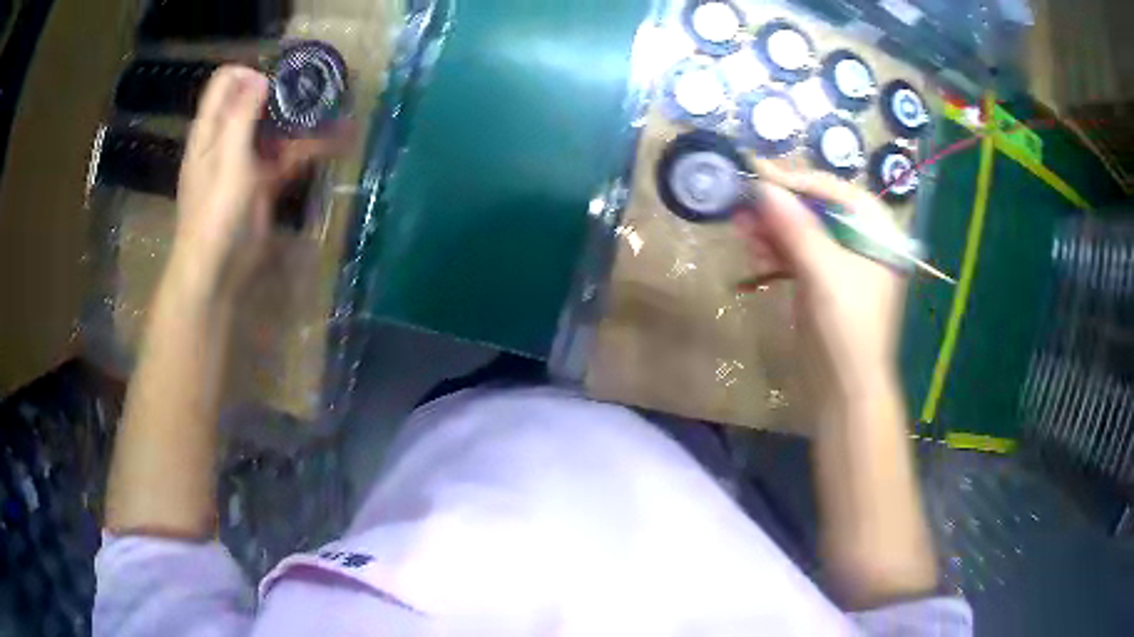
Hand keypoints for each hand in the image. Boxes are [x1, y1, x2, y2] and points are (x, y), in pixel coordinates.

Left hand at [171, 65, 338, 298]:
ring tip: (338, 107)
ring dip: (303, 118)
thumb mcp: (227, 157)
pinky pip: (288, 156)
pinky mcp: (264, 181)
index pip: (226, 83)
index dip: (250, 73)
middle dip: (283, 90)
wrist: (218, 269)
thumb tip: (260, 77)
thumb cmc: (215, 211)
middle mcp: (227, 138)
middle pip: (254, 101)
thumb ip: (241, 114)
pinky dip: (312, 148)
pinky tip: (339, 141)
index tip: (277, 80)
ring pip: (276, 128)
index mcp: (211, 129)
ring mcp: (247, 160)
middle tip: (316, 85)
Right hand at [734, 160, 903, 395]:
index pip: (837, 193)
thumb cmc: (848, 329)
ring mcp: (841, 264)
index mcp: (878, 234)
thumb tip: (763, 187)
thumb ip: (796, 227)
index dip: (798, 180)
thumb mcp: (825, 273)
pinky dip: (775, 249)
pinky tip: (752, 245)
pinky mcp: (822, 283)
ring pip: (804, 232)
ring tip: (740, 224)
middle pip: (819, 210)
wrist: (845, 392)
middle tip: (743, 200)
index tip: (759, 172)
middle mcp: (862, 243)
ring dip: (772, 227)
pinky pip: (797, 254)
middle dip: (781, 206)